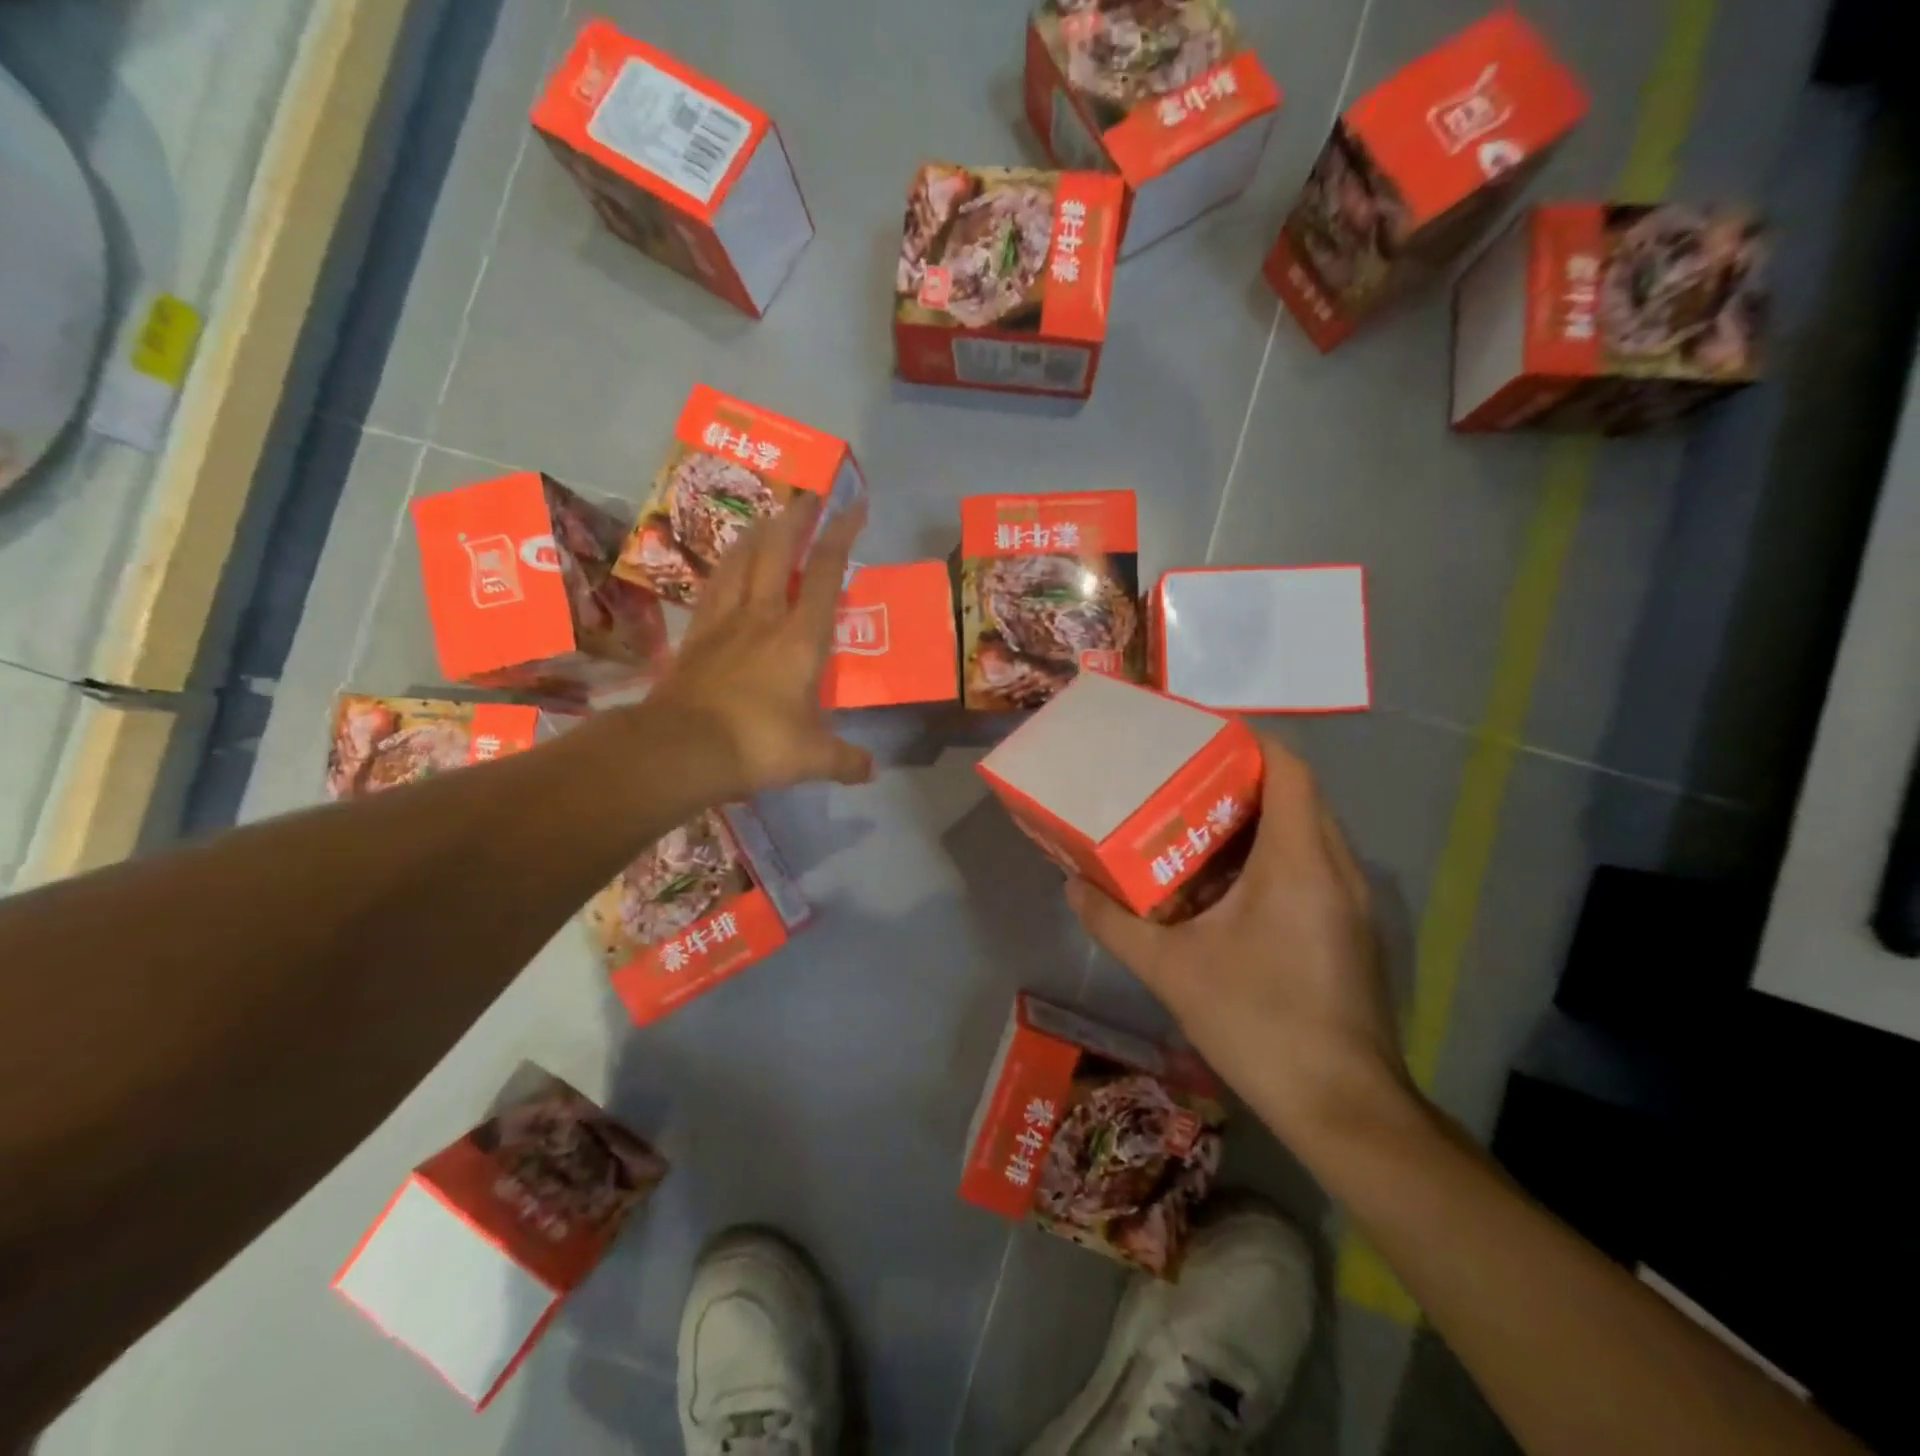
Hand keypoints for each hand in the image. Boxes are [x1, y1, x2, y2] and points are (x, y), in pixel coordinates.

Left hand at [645, 496, 874, 797]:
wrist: (683, 749)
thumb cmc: (759, 745)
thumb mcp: (813, 758)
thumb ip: (846, 760)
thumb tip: (872, 771)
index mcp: (801, 638)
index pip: (824, 574)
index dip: (841, 535)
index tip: (853, 507)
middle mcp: (764, 617)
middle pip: (777, 551)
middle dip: (796, 519)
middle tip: (808, 496)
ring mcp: (725, 622)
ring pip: (740, 561)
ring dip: (757, 535)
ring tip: (769, 520)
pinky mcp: (696, 636)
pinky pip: (713, 588)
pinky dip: (725, 568)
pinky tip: (728, 565)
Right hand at [1066, 734, 1413, 1150]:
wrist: (1342, 1106)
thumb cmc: (1259, 1021)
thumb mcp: (1171, 970)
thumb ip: (1115, 924)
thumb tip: (1073, 889)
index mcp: (1298, 860)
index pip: (1288, 768)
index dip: (1247, 742)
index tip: (1197, 741)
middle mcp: (1336, 867)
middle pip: (1296, 794)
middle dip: (1240, 780)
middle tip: (1179, 784)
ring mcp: (1350, 900)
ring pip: (1306, 832)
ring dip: (1255, 821)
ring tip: (1193, 828)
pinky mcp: (1350, 929)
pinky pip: (1312, 867)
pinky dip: (1271, 857)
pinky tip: (1225, 888)